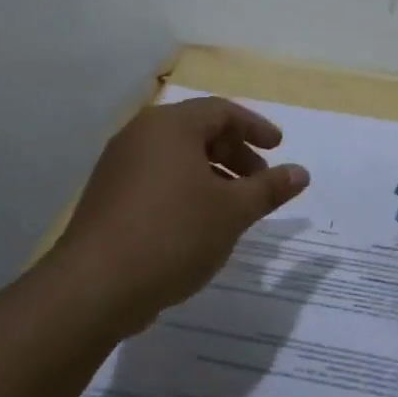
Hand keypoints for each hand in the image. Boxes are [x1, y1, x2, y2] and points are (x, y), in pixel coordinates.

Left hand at [56, 96, 310, 326]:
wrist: (96, 285)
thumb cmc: (174, 234)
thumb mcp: (233, 211)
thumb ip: (269, 188)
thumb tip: (301, 172)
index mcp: (170, 127)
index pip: (221, 111)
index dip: (255, 128)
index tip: (278, 149)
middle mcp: (140, 136)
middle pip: (198, 131)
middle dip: (235, 153)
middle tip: (260, 183)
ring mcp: (118, 166)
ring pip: (176, 158)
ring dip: (212, 175)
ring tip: (234, 208)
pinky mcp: (108, 196)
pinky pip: (156, 179)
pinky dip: (186, 190)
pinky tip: (199, 224)